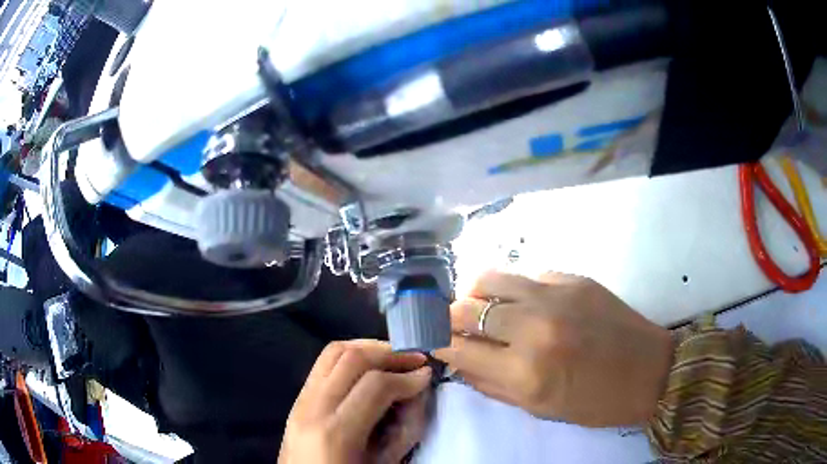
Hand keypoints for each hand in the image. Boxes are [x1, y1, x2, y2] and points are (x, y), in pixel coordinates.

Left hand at [279, 340, 431, 463]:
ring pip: (332, 353)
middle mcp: (312, 409)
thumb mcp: (384, 463)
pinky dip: (350, 358)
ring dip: (368, 349)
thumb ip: (405, 429)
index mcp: (336, 434)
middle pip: (350, 357)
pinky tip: (369, 368)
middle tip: (415, 359)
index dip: (407, 376)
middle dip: (389, 353)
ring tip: (394, 358)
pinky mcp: (296, 401)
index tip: (427, 375)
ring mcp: (299, 402)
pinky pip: (322, 365)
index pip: (375, 385)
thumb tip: (417, 393)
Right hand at [434, 271, 672, 426]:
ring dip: (474, 294)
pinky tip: (523, 303)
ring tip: (479, 306)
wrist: (649, 371)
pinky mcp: (573, 278)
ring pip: (489, 279)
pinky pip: (526, 276)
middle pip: (465, 309)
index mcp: (525, 373)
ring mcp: (555, 296)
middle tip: (452, 325)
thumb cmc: (595, 402)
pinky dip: (514, 290)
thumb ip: (491, 385)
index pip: (458, 348)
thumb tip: (459, 362)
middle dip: (448, 318)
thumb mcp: (539, 408)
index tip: (433, 341)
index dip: (438, 343)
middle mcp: (534, 329)